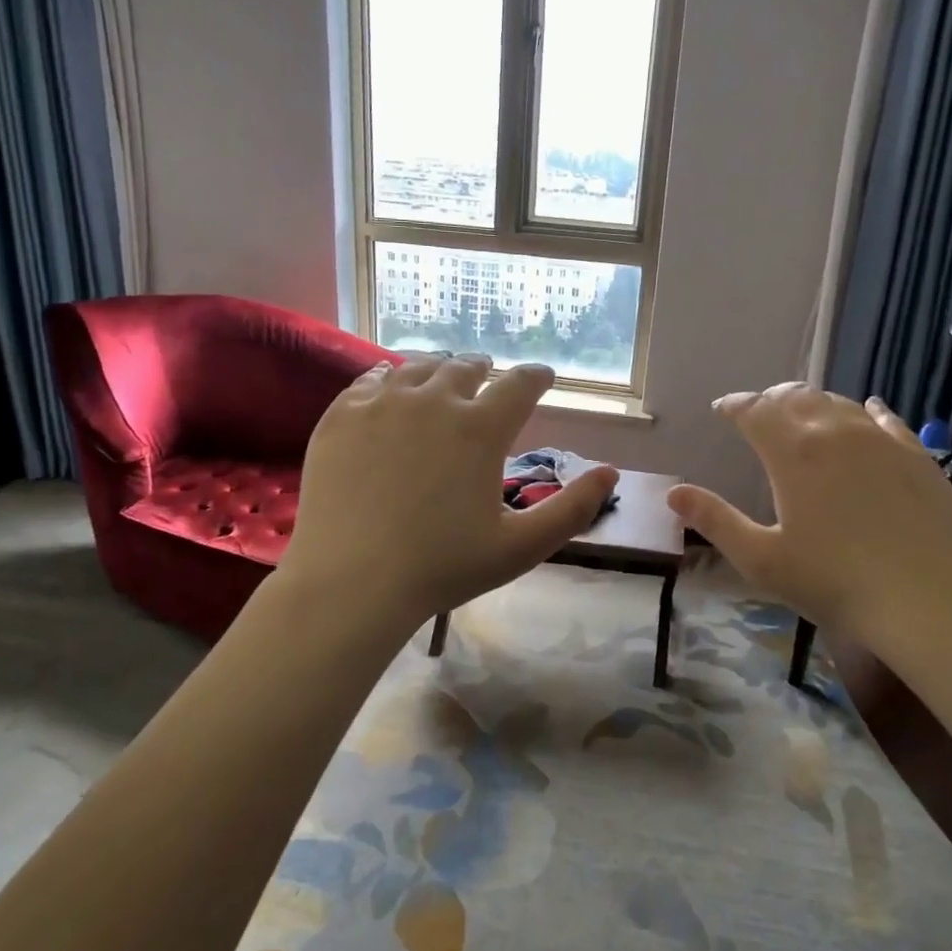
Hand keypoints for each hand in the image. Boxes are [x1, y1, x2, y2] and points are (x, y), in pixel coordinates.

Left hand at [280, 355, 619, 626]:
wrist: (351, 583)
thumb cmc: (443, 568)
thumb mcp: (522, 547)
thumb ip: (573, 509)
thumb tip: (610, 472)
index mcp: (481, 428)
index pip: (520, 383)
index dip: (537, 376)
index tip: (543, 376)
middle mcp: (433, 401)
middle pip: (466, 366)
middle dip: (485, 370)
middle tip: (489, 377)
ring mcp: (381, 404)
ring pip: (418, 367)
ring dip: (438, 368)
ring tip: (443, 376)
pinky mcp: (341, 416)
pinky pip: (370, 381)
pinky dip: (389, 379)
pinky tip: (390, 388)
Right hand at [667, 384, 951, 660]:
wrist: (929, 601)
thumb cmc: (834, 582)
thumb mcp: (761, 559)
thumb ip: (715, 521)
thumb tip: (673, 493)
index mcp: (793, 453)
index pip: (755, 411)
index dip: (734, 405)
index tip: (722, 408)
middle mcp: (836, 432)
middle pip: (797, 397)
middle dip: (771, 399)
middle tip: (758, 411)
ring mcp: (882, 441)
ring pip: (839, 402)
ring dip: (813, 402)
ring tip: (801, 412)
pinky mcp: (917, 456)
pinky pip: (886, 420)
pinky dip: (865, 411)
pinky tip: (867, 411)